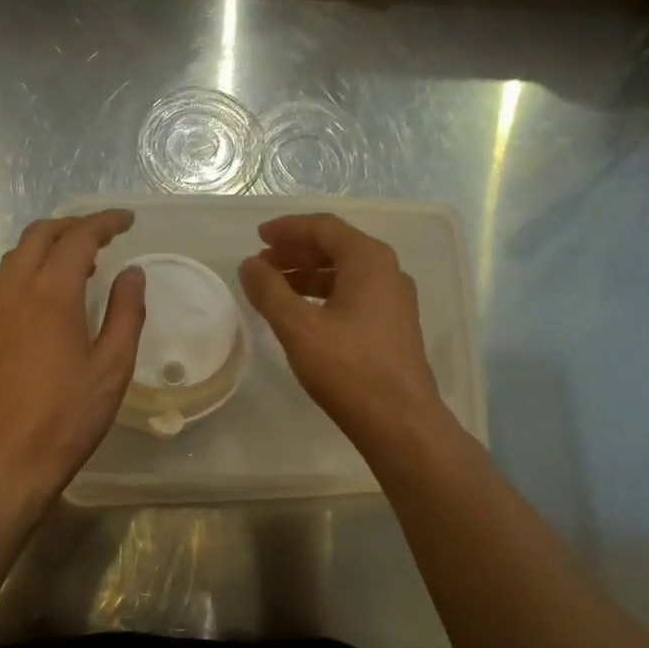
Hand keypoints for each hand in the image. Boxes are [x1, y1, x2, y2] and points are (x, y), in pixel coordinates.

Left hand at [0, 210, 145, 508]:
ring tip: (82, 263)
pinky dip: (31, 269)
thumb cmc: (68, 415)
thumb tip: (132, 273)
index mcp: (51, 293)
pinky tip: (51, 295)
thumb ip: (126, 313)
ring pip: (17, 256)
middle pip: (39, 235)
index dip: (104, 223)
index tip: (127, 221)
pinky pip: (7, 280)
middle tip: (104, 235)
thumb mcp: (113, 366)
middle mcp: (16, 290)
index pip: (78, 237)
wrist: (6, 458)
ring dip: (49, 246)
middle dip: (73, 226)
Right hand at [239, 213, 447, 448]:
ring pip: (345, 275)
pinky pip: (354, 297)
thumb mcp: (298, 327)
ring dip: (308, 275)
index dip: (288, 228)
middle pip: (336, 248)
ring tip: (275, 289)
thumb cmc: (348, 368)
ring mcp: (394, 302)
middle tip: (261, 263)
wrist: (399, 421)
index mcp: (369, 261)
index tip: (258, 236)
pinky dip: (324, 296)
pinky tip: (303, 315)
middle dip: (296, 252)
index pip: (324, 227)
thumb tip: (249, 265)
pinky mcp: (393, 328)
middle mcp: (388, 272)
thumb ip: (269, 291)